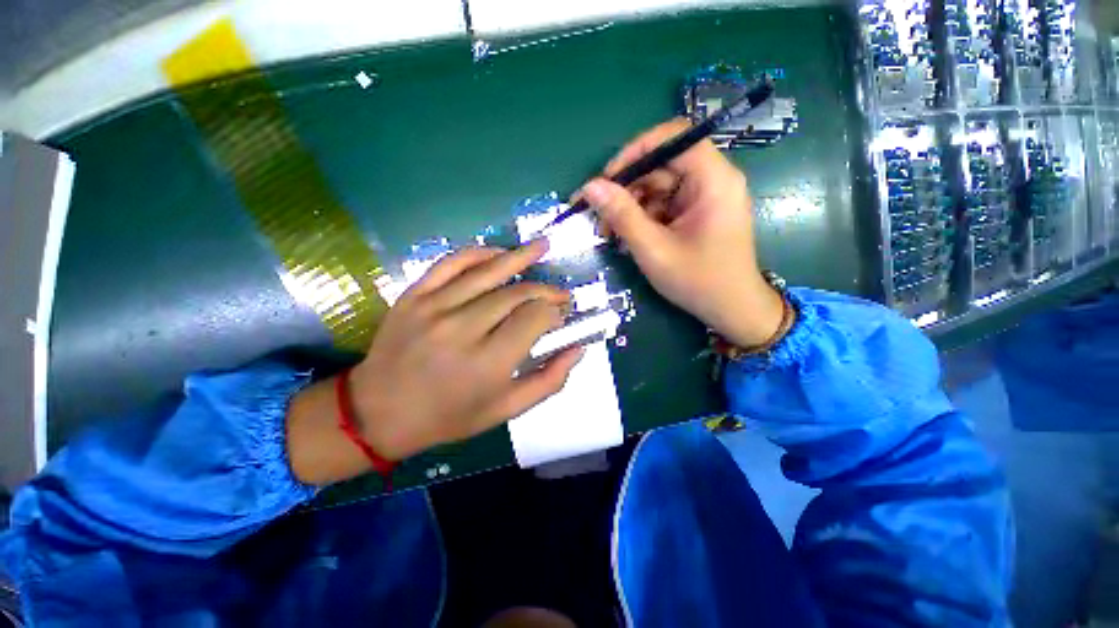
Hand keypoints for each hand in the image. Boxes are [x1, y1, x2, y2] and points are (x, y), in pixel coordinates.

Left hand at [287, 241, 581, 484]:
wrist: (379, 412)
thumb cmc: (449, 416)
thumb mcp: (505, 410)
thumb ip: (548, 381)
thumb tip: (578, 349)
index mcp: (487, 362)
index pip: (535, 319)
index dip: (555, 313)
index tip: (561, 316)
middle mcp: (462, 328)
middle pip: (517, 294)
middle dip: (546, 291)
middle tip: (560, 295)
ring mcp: (434, 306)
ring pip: (488, 271)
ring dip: (521, 256)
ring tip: (543, 246)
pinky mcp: (414, 295)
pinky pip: (452, 262)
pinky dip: (479, 253)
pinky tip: (499, 252)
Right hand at [580, 118, 783, 347]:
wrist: (731, 310)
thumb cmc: (698, 282)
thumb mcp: (654, 250)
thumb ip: (622, 216)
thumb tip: (590, 187)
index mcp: (713, 180)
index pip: (674, 138)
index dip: (636, 151)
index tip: (606, 178)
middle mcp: (711, 180)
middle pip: (661, 165)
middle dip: (626, 187)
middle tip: (598, 214)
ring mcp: (703, 197)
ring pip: (657, 186)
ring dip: (629, 206)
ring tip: (608, 232)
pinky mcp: (695, 212)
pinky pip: (662, 204)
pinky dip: (641, 218)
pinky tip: (626, 237)